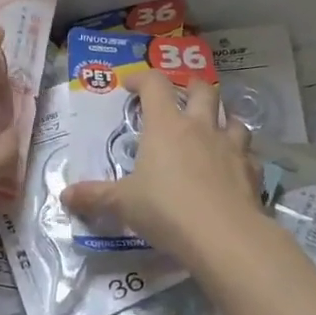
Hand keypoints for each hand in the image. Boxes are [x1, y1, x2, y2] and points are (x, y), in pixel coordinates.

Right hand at [61, 69, 263, 263]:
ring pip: (232, 118)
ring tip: (213, 131)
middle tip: (181, 98)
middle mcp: (200, 127)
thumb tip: (64, 196)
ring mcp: (231, 146)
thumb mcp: (123, 204)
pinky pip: (248, 154)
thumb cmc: (166, 209)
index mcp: (166, 125)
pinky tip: (233, 169)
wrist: (224, 236)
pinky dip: (241, 156)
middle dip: (191, 88)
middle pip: (202, 89)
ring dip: (222, 119)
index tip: (132, 86)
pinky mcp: (251, 170)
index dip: (142, 78)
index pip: (155, 84)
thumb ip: (95, 196)